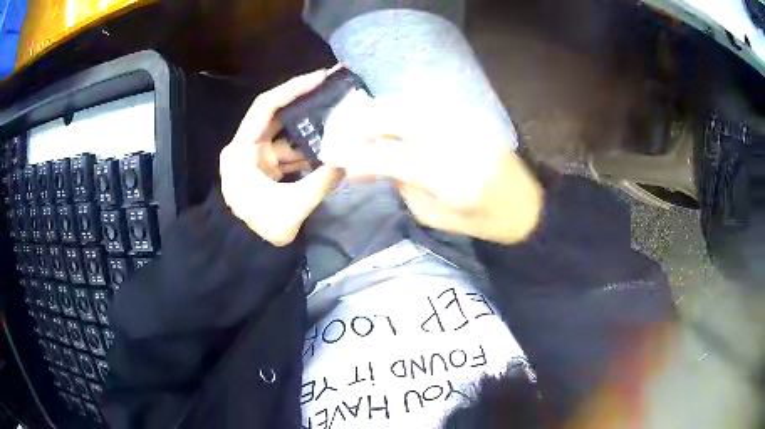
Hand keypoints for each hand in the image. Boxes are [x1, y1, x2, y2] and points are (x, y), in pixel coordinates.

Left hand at [220, 70, 340, 245]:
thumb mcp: (291, 207)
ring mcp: (257, 158)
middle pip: (277, 117)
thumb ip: (321, 181)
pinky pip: (289, 153)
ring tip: (339, 120)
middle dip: (305, 105)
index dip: (292, 89)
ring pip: (286, 136)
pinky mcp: (266, 169)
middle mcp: (246, 148)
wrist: (244, 253)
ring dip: (310, 132)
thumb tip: (348, 161)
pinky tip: (330, 149)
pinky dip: (308, 152)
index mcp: (241, 150)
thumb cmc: (259, 230)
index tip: (320, 78)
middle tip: (333, 92)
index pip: (265, 107)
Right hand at [321, 96, 543, 244]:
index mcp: (448, 174)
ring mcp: (461, 120)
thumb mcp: (437, 216)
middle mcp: (453, 137)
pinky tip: (384, 121)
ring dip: (373, 112)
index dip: (355, 154)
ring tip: (354, 128)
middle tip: (338, 138)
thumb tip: (367, 165)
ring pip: (404, 103)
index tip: (333, 158)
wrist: (528, 204)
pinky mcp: (466, 114)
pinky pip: (420, 103)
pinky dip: (395, 109)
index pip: (387, 153)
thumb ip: (401, 185)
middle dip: (357, 124)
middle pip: (392, 116)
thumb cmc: (484, 222)